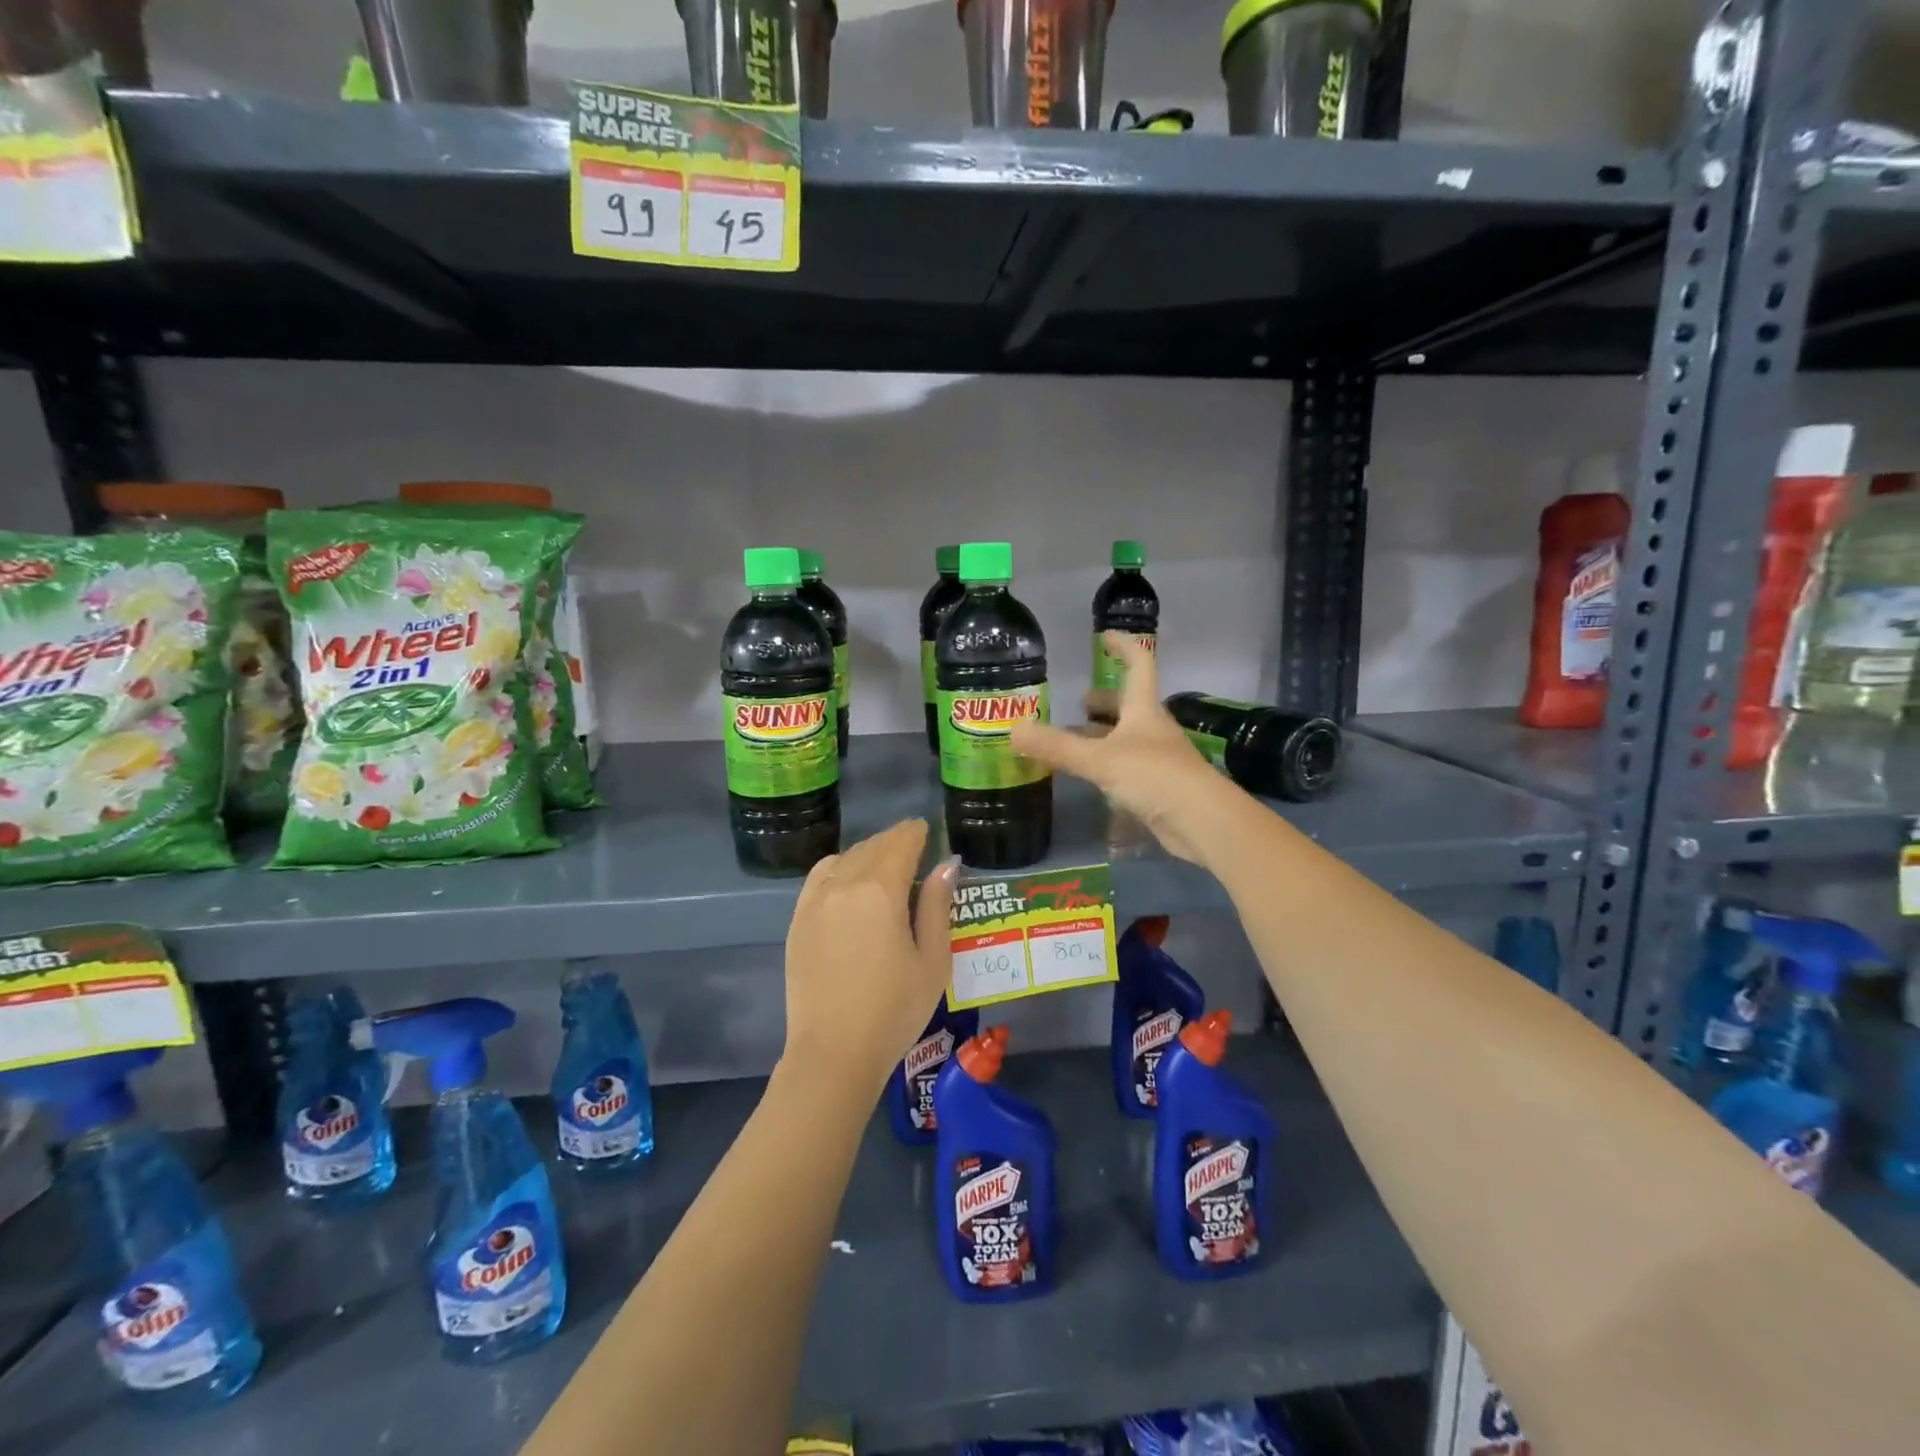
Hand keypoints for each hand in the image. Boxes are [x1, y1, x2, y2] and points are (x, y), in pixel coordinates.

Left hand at [782, 820, 957, 1091]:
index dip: (916, 832)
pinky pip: (819, 877)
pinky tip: (848, 881)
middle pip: (872, 846)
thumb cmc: (895, 1009)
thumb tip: (946, 865)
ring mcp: (815, 901)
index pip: (901, 842)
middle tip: (913, 846)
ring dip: (867, 852)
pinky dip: (838, 868)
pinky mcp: (798, 920)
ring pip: (844, 858)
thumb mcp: (932, 960)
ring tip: (884, 865)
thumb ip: (937, 906)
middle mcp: (844, 884)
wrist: (834, 1053)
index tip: (927, 830)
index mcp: (880, 890)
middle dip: (894, 840)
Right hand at [1011, 632, 1240, 865]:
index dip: (1123, 647)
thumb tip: (1013, 729)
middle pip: (1128, 706)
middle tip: (1077, 702)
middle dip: (1104, 702)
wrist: (1202, 822)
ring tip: (1072, 742)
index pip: (1138, 665)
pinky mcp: (1157, 787)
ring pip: (1125, 739)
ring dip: (1102, 736)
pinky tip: (1089, 780)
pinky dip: (1106, 768)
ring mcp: (1157, 759)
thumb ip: (1057, 746)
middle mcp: (1152, 729)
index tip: (1104, 637)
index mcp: (1143, 710)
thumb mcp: (1100, 759)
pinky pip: (1126, 768)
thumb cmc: (1154, 776)